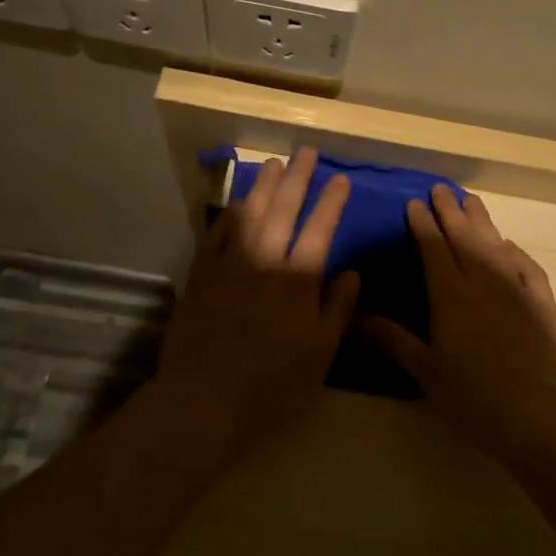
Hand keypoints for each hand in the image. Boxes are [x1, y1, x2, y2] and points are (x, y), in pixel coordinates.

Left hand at [154, 149, 358, 458]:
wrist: (203, 402)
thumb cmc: (271, 385)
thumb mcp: (320, 356)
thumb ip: (338, 310)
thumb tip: (352, 273)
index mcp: (298, 281)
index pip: (320, 229)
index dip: (332, 202)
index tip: (341, 179)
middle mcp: (265, 261)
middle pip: (284, 209)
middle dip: (298, 178)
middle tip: (306, 153)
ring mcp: (230, 264)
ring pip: (250, 213)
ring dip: (264, 185)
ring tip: (274, 163)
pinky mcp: (202, 274)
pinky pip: (217, 232)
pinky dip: (230, 212)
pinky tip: (237, 201)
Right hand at [363, 185, 555, 462]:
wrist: (537, 411)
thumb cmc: (473, 395)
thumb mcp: (426, 371)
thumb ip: (394, 340)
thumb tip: (358, 317)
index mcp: (451, 294)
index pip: (433, 248)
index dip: (423, 224)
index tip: (414, 203)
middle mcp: (483, 280)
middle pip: (464, 237)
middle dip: (450, 211)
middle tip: (441, 189)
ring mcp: (516, 287)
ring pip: (494, 243)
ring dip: (481, 220)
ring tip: (471, 200)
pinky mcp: (542, 301)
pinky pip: (527, 265)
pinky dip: (514, 251)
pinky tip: (508, 245)